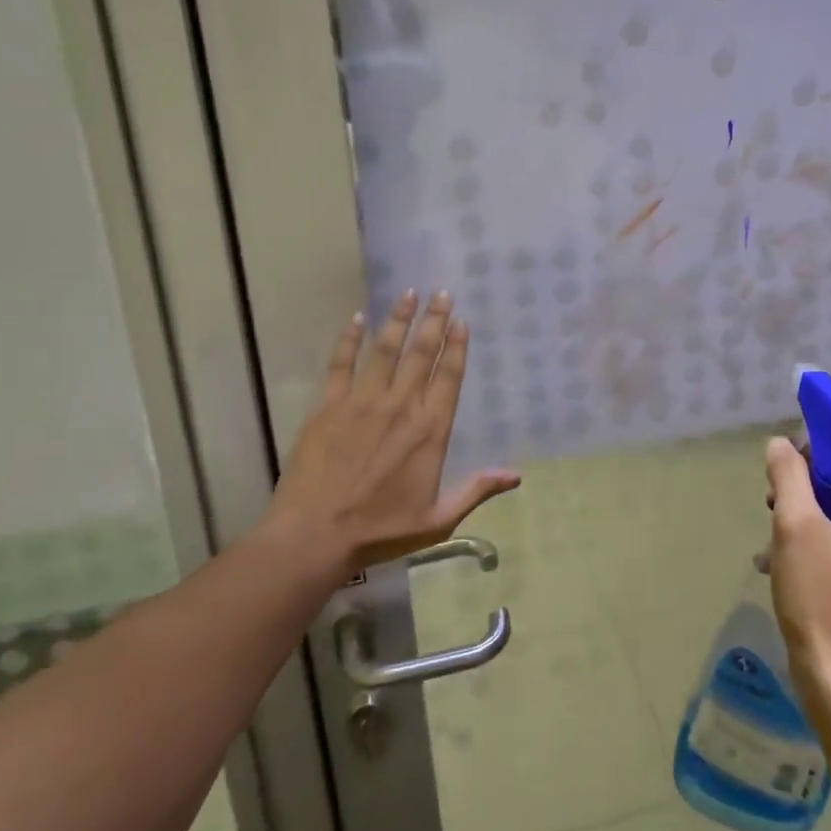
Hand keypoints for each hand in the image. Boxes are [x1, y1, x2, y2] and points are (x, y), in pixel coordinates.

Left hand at [265, 290, 519, 583]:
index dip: (456, 346)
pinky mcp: (328, 406)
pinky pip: (340, 364)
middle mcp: (400, 406)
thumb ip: (476, 491)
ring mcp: (362, 402)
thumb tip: (516, 475)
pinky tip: (356, 319)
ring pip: (385, 350)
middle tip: (442, 293)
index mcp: (430, 430)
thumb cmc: (380, 530)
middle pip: (421, 354)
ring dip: (399, 320)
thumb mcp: (438, 520)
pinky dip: (348, 340)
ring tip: (409, 294)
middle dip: (434, 321)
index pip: (448, 376)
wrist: (314, 536)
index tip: (461, 321)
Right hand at [763, 436, 830, 714]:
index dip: (816, 453)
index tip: (783, 465)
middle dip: (803, 492)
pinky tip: (776, 562)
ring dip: (800, 521)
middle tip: (771, 505)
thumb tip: (781, 444)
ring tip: (770, 538)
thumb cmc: (821, 595)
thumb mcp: (795, 524)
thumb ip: (788, 475)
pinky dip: (809, 546)